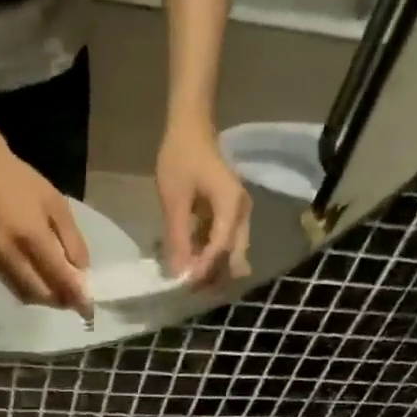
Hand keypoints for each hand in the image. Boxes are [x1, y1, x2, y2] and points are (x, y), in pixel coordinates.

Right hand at [0, 132, 92, 317]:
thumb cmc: (21, 181)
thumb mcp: (56, 204)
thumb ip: (71, 240)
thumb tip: (82, 272)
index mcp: (32, 235)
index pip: (58, 275)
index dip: (75, 295)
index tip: (88, 308)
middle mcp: (11, 252)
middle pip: (40, 292)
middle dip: (60, 301)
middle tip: (75, 302)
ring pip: (24, 294)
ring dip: (44, 300)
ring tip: (60, 295)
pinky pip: (11, 286)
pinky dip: (29, 291)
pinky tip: (40, 284)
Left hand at [156, 120, 251, 285]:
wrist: (191, 126)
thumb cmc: (181, 157)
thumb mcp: (174, 199)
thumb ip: (178, 236)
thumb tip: (179, 271)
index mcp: (232, 205)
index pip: (221, 246)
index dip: (204, 268)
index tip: (185, 283)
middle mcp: (242, 212)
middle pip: (235, 254)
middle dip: (215, 274)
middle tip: (191, 289)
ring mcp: (238, 213)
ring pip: (231, 250)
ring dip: (212, 266)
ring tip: (189, 280)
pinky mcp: (230, 213)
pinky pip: (224, 240)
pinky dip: (209, 253)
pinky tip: (190, 260)